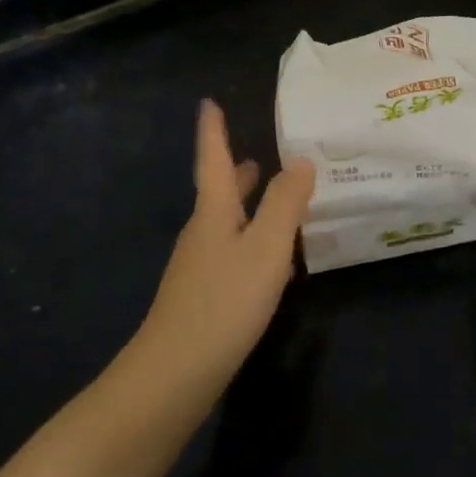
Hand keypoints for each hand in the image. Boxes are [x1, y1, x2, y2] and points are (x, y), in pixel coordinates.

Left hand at [139, 100, 315, 382]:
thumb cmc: (224, 302)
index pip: (215, 160)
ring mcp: (198, 267)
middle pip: (219, 192)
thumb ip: (284, 203)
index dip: (214, 131)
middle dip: (236, 171)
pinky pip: (230, 253)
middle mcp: (202, 233)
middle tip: (253, 154)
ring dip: (245, 206)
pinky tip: (268, 260)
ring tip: (268, 199)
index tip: (208, 103)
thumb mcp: (265, 248)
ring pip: (225, 223)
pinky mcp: (202, 297)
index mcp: (214, 213)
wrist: (175, 374)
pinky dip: (249, 240)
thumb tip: (300, 161)